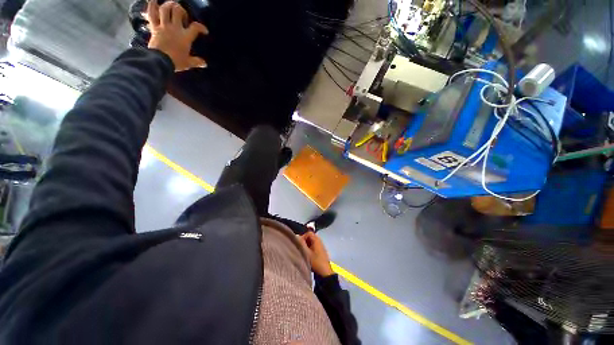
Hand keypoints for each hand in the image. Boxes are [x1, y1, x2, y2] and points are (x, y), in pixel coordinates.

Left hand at [146, 0, 207, 71]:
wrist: (160, 61)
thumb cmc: (176, 62)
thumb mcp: (188, 63)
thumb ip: (196, 62)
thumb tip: (204, 64)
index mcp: (185, 37)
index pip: (196, 28)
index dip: (201, 27)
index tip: (204, 31)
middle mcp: (175, 28)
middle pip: (178, 11)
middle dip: (181, 10)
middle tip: (182, 15)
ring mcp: (163, 26)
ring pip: (165, 9)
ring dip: (168, 5)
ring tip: (171, 6)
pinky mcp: (154, 27)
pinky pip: (151, 14)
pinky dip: (151, 5)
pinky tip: (153, 0)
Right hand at [300, 232, 334, 276]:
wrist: (325, 272)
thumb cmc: (315, 261)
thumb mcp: (306, 253)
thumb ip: (301, 244)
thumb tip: (296, 236)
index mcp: (317, 240)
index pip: (308, 233)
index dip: (303, 237)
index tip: (299, 244)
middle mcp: (320, 241)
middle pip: (310, 237)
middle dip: (304, 241)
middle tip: (300, 248)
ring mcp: (321, 246)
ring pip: (312, 242)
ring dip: (307, 246)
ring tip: (303, 252)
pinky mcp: (321, 252)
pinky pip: (314, 247)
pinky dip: (310, 249)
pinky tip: (308, 256)